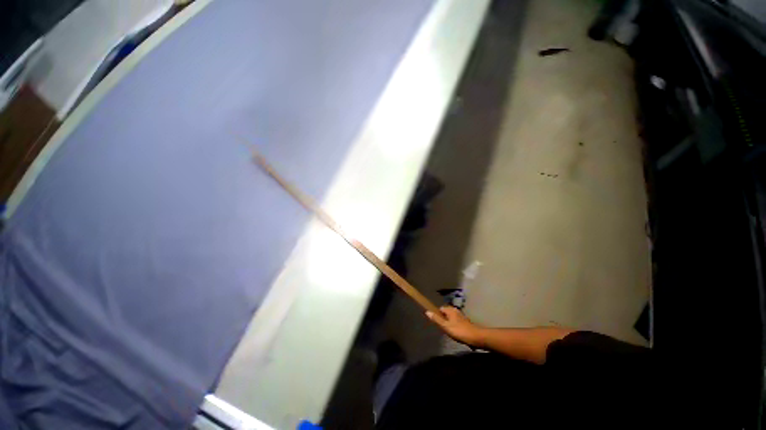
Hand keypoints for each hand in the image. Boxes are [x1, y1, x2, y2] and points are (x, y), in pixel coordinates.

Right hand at [426, 306, 483, 347]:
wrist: (476, 337)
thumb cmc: (459, 331)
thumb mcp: (445, 326)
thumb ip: (436, 319)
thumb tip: (427, 311)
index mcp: (450, 310)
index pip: (440, 309)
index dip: (437, 315)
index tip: (436, 322)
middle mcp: (455, 310)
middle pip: (446, 312)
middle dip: (443, 319)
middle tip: (442, 328)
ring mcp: (461, 316)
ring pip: (451, 317)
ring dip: (449, 322)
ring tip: (448, 331)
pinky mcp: (465, 322)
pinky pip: (456, 321)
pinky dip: (454, 325)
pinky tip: (455, 332)